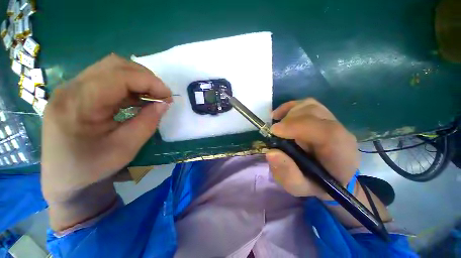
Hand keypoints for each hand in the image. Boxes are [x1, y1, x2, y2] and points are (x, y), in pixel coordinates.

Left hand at [41, 54, 171, 201]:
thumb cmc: (92, 168)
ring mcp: (71, 89)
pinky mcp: (77, 93)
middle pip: (114, 65)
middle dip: (146, 78)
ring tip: (152, 97)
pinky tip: (138, 99)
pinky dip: (129, 86)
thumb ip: (148, 122)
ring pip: (112, 68)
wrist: (64, 179)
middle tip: (162, 95)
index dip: (150, 82)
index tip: (168, 96)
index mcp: (77, 105)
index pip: (118, 76)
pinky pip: (108, 79)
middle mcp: (70, 89)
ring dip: (138, 80)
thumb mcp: (126, 148)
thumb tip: (164, 103)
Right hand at [266, 98, 358, 198]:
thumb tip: (271, 153)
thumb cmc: (316, 184)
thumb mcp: (299, 187)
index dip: (297, 126)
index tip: (274, 131)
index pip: (326, 131)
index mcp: (340, 154)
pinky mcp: (323, 115)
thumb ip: (287, 174)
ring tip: (278, 128)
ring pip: (309, 106)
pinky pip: (306, 103)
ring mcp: (333, 121)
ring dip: (288, 114)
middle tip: (274, 134)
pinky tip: (280, 116)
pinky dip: (290, 107)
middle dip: (288, 121)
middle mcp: (340, 132)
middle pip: (314, 114)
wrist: (332, 176)